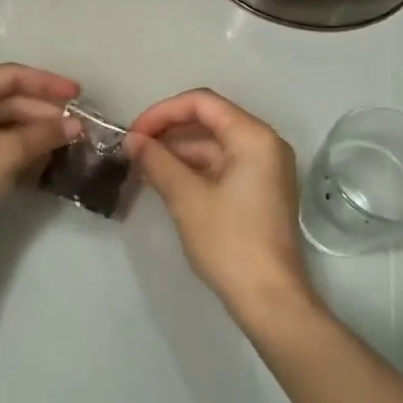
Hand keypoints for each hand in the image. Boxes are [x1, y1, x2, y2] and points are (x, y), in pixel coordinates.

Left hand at [0, 64, 81, 247]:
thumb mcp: (7, 152)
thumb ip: (43, 134)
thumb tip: (77, 125)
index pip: (12, 76)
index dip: (48, 84)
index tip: (78, 94)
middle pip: (9, 99)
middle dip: (44, 112)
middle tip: (78, 126)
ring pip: (5, 122)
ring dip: (35, 131)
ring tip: (67, 142)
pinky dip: (20, 146)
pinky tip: (44, 157)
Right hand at [127, 90, 316, 327]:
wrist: (269, 299)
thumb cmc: (229, 242)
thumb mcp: (186, 198)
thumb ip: (157, 161)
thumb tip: (132, 140)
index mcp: (254, 137)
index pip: (202, 103)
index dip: (163, 112)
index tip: (133, 133)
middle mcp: (265, 144)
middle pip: (210, 120)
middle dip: (168, 130)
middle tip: (133, 148)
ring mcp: (265, 169)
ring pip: (214, 145)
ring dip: (178, 151)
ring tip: (141, 166)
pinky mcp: (259, 191)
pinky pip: (222, 166)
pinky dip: (193, 169)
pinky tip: (164, 181)